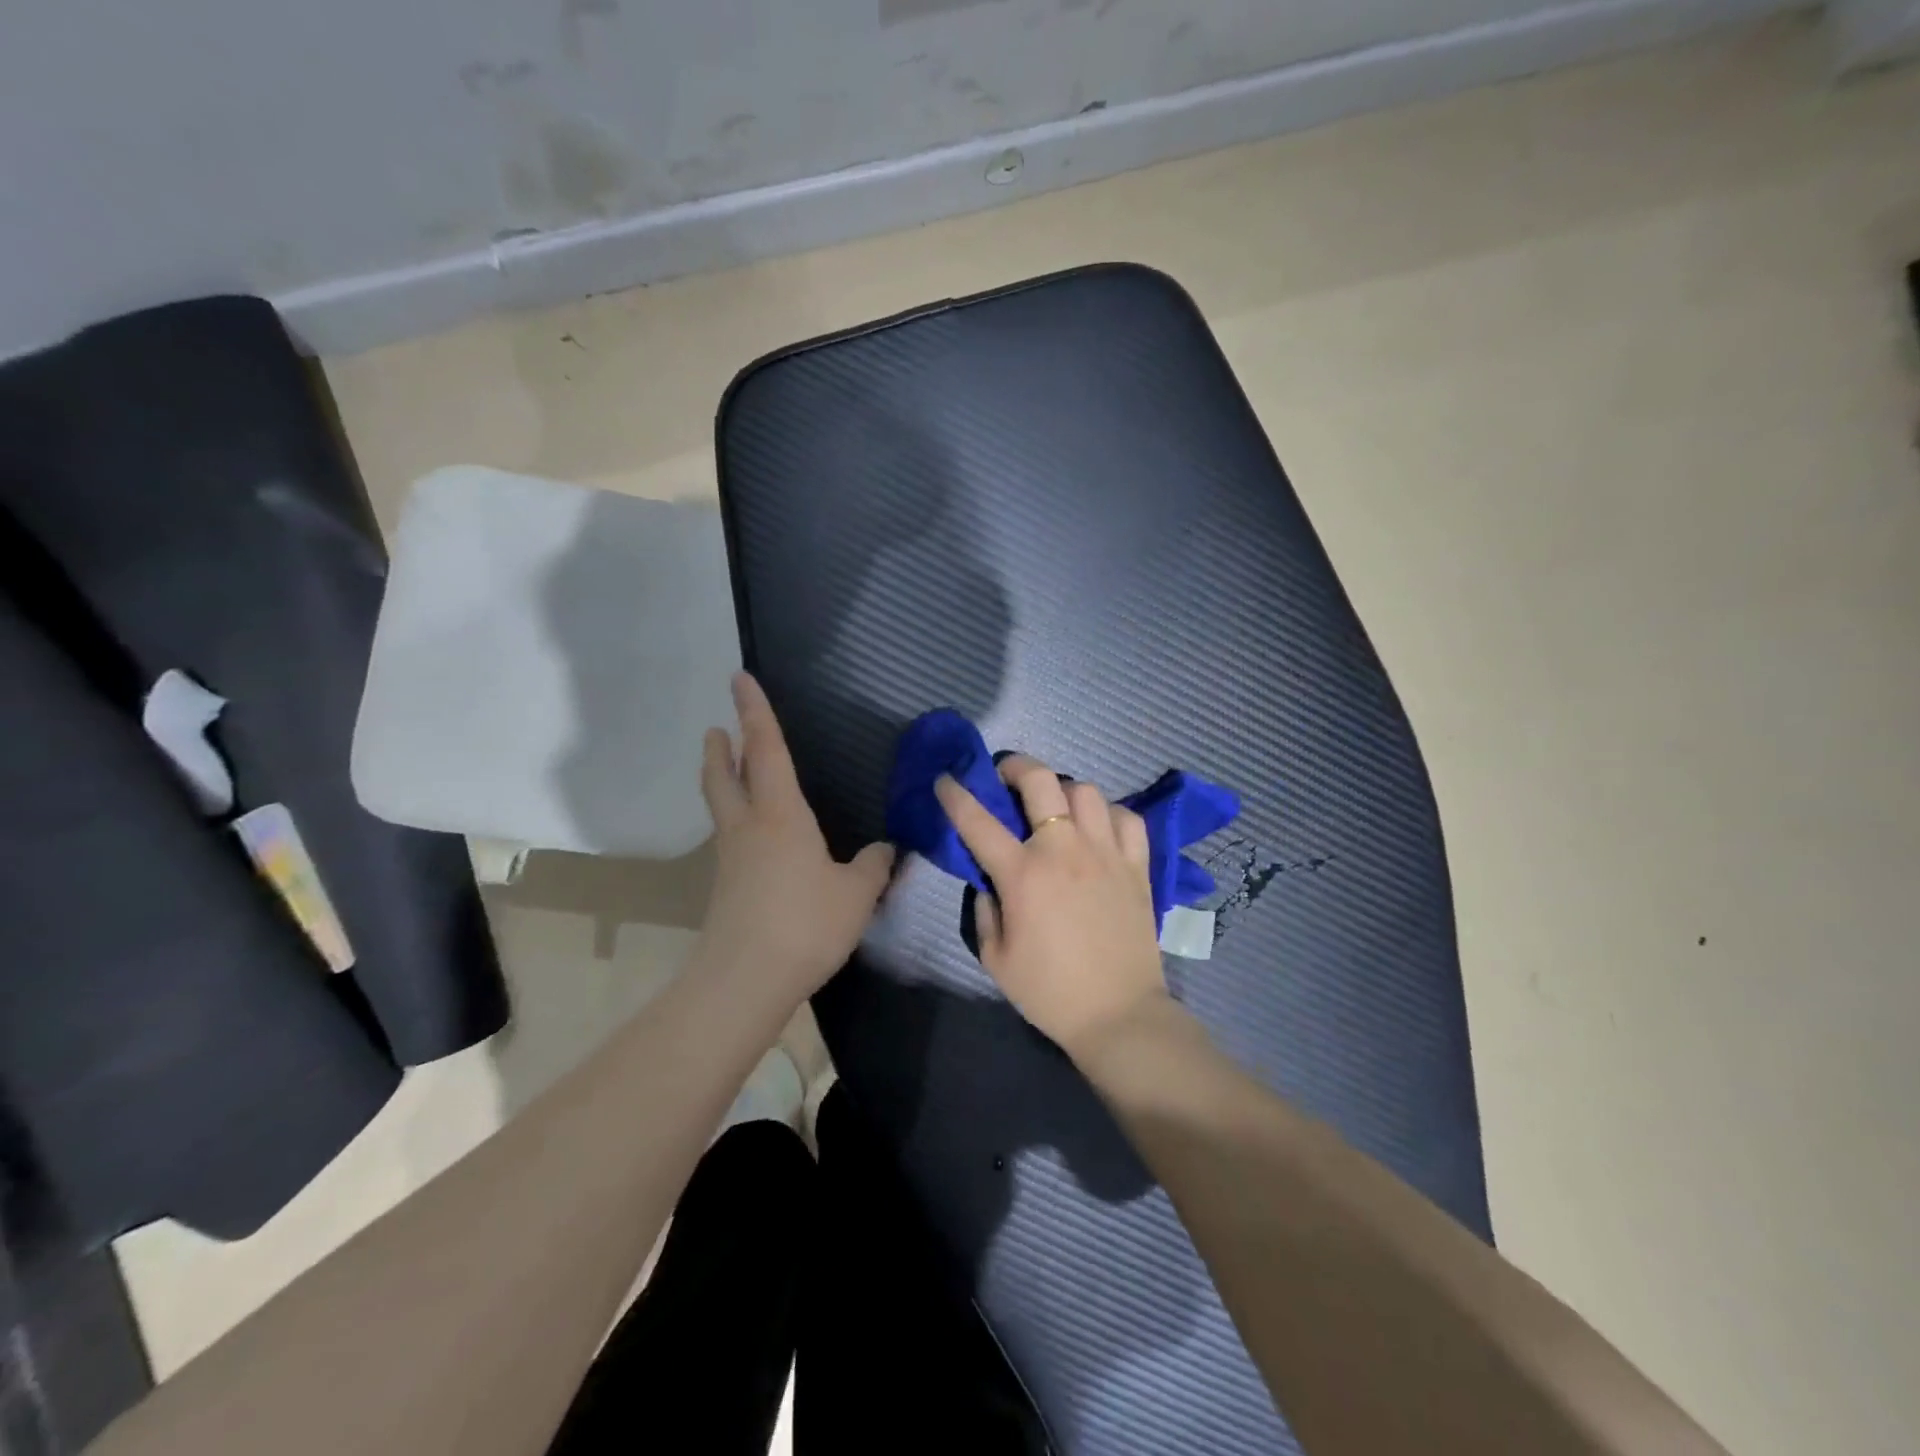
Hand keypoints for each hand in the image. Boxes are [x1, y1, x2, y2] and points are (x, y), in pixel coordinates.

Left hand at [698, 673, 893, 1002]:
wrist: (746, 980)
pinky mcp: (726, 886)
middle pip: (725, 775)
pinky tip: (754, 837)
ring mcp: (731, 857)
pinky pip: (729, 837)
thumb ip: (873, 865)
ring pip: (721, 805)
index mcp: (781, 815)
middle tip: (715, 727)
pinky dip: (734, 819)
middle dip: (720, 747)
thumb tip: (885, 849)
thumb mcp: (856, 894)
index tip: (740, 678)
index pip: (766, 750)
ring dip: (720, 778)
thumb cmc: (805, 924)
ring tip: (725, 767)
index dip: (755, 712)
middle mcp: (749, 827)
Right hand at [935, 755, 1170, 1060]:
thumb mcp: (996, 959)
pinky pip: (1127, 818)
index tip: (945, 779)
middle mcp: (1064, 850)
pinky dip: (1109, 814)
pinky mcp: (1137, 866)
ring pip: (1086, 791)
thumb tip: (990, 882)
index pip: (978, 821)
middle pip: (1040, 781)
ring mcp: (1106, 853)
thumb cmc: (1049, 992)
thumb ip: (985, 911)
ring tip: (1056, 806)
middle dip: (1016, 766)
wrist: (1119, 1014)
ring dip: (1064, 790)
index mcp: (1023, 874)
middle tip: (1007, 776)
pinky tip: (1098, 828)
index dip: (956, 795)